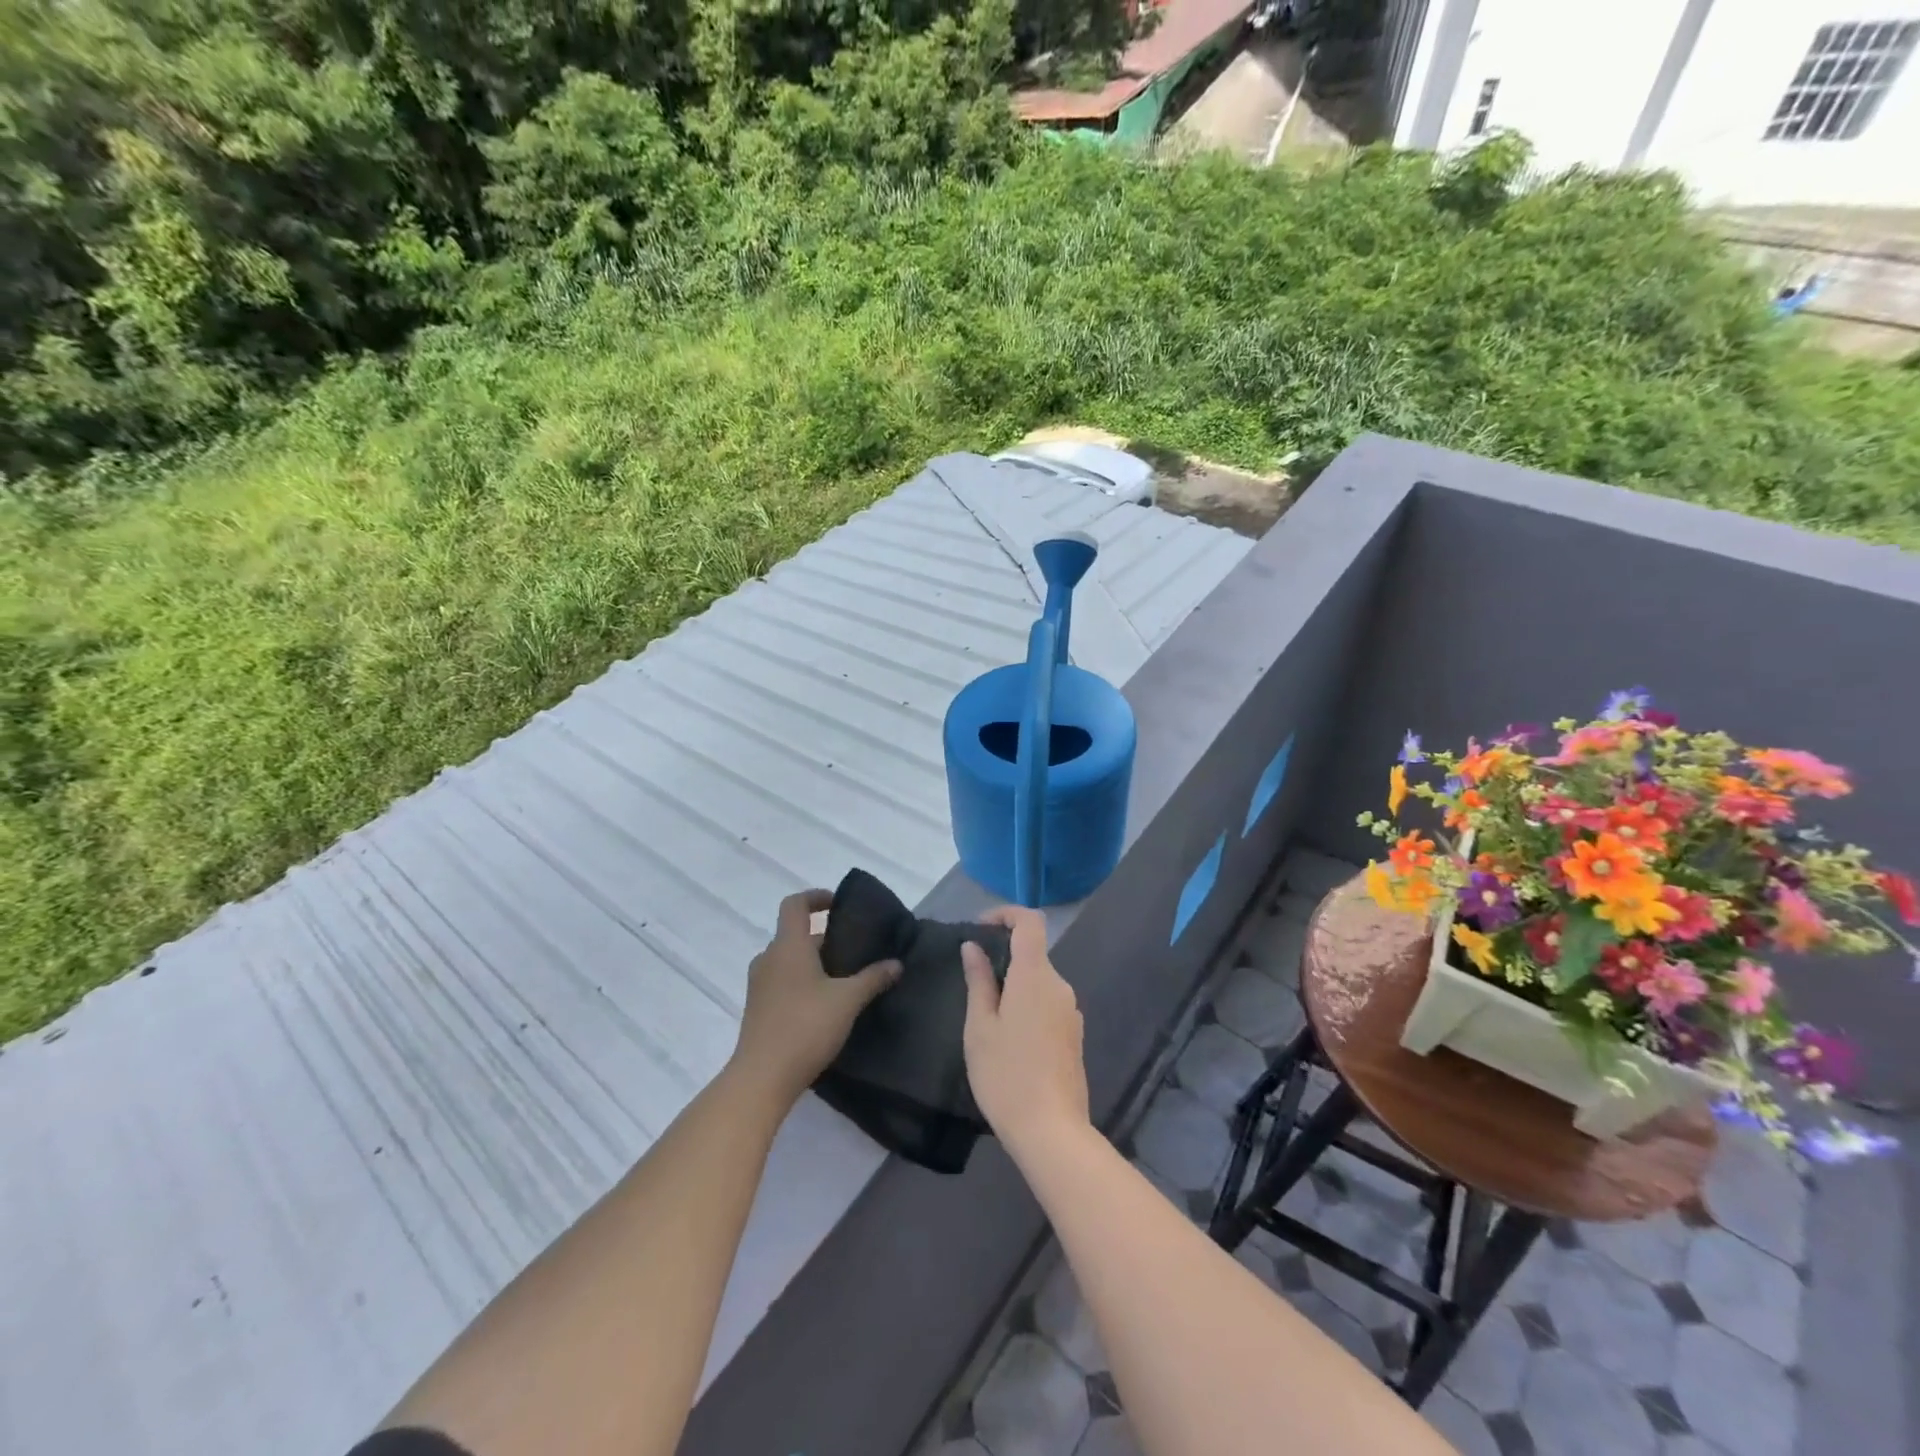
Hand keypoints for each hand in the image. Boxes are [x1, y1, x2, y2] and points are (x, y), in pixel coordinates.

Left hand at [731, 889, 901, 1106]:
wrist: (762, 1078)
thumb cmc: (806, 1027)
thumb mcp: (848, 1000)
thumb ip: (873, 978)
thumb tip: (896, 963)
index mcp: (788, 946)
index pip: (795, 904)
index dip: (816, 897)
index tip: (838, 904)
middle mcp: (769, 958)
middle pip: (795, 934)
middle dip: (824, 937)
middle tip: (854, 950)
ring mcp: (759, 985)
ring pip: (788, 959)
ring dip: (813, 962)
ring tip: (843, 979)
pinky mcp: (757, 1008)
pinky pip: (782, 981)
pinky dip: (802, 981)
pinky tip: (824, 1005)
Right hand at [961, 905, 1089, 1162]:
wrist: (1052, 1131)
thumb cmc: (1006, 1075)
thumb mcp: (980, 1027)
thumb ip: (979, 981)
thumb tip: (973, 946)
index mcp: (1035, 976)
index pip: (1030, 922)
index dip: (1006, 914)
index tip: (980, 927)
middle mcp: (1059, 986)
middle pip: (1033, 953)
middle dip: (1004, 957)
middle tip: (972, 982)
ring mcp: (1071, 1011)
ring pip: (1039, 981)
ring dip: (1014, 985)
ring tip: (986, 1016)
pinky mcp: (1074, 1034)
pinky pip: (1048, 1004)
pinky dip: (1027, 1005)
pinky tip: (1009, 1039)